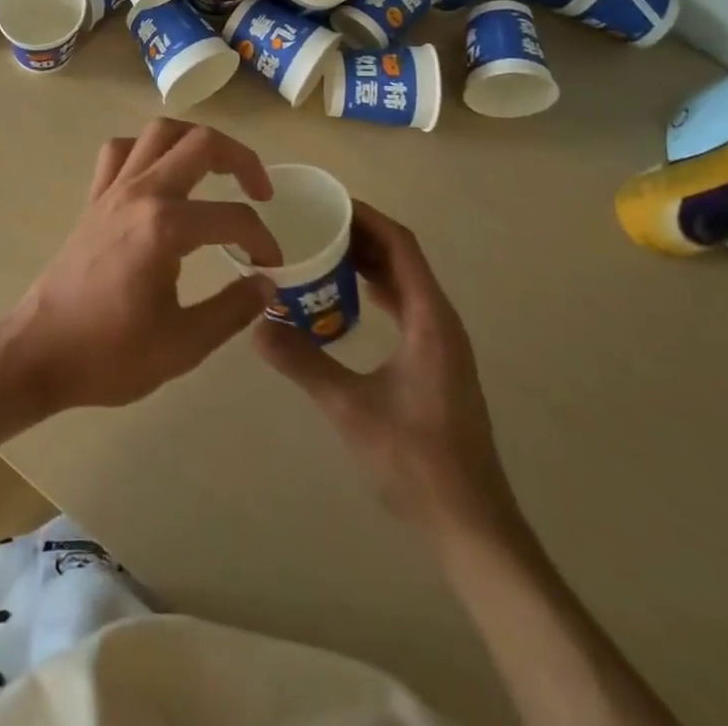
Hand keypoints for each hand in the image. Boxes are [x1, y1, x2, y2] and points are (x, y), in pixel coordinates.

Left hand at [0, 121, 281, 412]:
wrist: (39, 352)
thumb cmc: (109, 354)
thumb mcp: (183, 345)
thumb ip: (233, 309)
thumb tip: (268, 285)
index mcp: (166, 227)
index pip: (233, 217)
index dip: (262, 240)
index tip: (270, 267)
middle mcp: (141, 193)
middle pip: (201, 143)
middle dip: (242, 160)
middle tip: (261, 192)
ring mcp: (113, 190)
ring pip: (160, 132)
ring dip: (195, 141)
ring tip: (216, 169)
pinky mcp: (95, 198)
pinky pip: (121, 150)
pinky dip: (147, 150)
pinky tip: (161, 175)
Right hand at [254, 201, 519, 539]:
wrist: (472, 525)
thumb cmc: (416, 461)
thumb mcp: (351, 408)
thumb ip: (303, 362)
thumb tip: (255, 324)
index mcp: (430, 319)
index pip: (401, 246)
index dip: (367, 218)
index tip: (327, 202)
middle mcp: (441, 321)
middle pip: (403, 258)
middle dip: (361, 236)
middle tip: (313, 224)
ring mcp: (442, 344)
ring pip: (404, 284)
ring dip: (369, 263)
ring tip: (322, 252)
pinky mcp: (436, 364)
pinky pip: (404, 308)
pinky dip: (376, 291)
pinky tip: (344, 302)